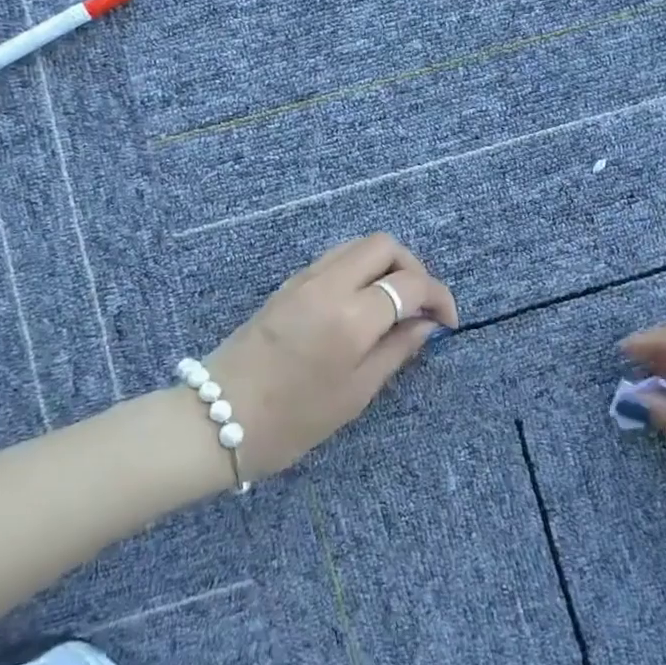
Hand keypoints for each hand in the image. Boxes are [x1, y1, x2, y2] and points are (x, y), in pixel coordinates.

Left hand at [204, 235, 458, 478]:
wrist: (217, 416)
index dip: (439, 297)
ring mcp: (304, 279)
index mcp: (351, 315)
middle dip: (413, 268)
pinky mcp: (287, 284)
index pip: (410, 283)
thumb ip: (396, 351)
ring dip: (384, 265)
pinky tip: (361, 304)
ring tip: (394, 304)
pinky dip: (358, 269)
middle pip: (384, 245)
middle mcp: (329, 283)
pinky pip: (334, 259)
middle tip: (420, 306)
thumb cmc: (292, 419)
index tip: (447, 322)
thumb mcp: (355, 394)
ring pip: (357, 246)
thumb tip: (425, 324)